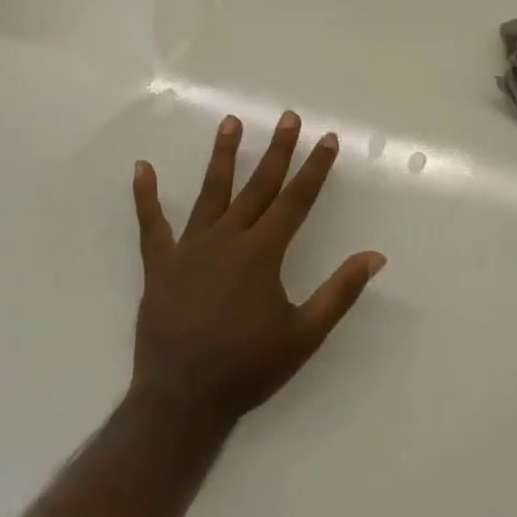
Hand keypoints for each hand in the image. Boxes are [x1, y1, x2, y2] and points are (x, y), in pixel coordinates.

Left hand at [130, 112, 385, 427]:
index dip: (315, 168)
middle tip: (288, 118)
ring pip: (210, 192)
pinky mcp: (160, 264)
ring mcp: (190, 248)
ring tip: (230, 122)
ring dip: (222, 156)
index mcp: (262, 252)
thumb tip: (375, 256)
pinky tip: (141, 168)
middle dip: (277, 150)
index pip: (296, 200)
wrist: (182, 399)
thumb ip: (340, 292)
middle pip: (258, 186)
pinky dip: (145, 196)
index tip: (327, 139)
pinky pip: (151, 224)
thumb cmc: (248, 367)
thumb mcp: (304, 334)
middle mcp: (227, 238)